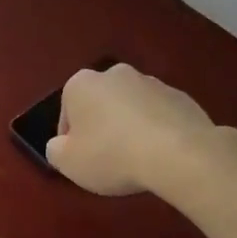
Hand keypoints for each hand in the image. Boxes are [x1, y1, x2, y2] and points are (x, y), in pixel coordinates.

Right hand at [46, 63, 223, 197]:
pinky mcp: (180, 96)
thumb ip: (56, 151)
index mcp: (81, 84)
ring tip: (138, 158)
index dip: (71, 139)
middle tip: (108, 158)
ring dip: (130, 126)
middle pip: (100, 104)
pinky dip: (157, 130)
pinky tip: (161, 154)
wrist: (178, 153)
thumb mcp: (69, 163)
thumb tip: (60, 145)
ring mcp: (151, 82)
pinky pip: (160, 115)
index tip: (81, 160)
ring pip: (131, 107)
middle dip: (102, 126)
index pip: (67, 112)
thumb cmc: (112, 155)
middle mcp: (115, 74)